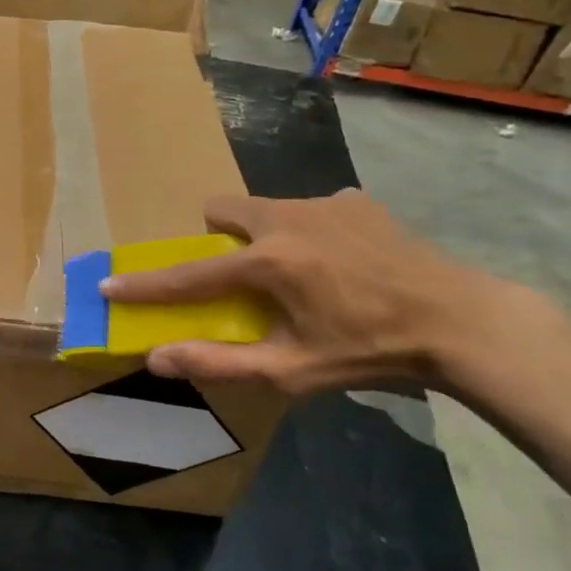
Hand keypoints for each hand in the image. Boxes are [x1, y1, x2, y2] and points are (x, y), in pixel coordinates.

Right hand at [100, 189, 520, 395]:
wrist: (461, 321)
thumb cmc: (370, 352)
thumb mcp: (291, 370)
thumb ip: (219, 362)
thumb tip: (156, 358)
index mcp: (268, 262)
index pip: (189, 275)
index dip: (145, 285)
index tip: (109, 285)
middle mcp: (287, 219)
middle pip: (222, 209)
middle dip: (216, 237)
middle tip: (237, 274)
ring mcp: (325, 203)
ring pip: (266, 208)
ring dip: (262, 235)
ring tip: (298, 273)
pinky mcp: (356, 201)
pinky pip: (311, 208)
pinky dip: (309, 231)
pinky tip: (342, 262)